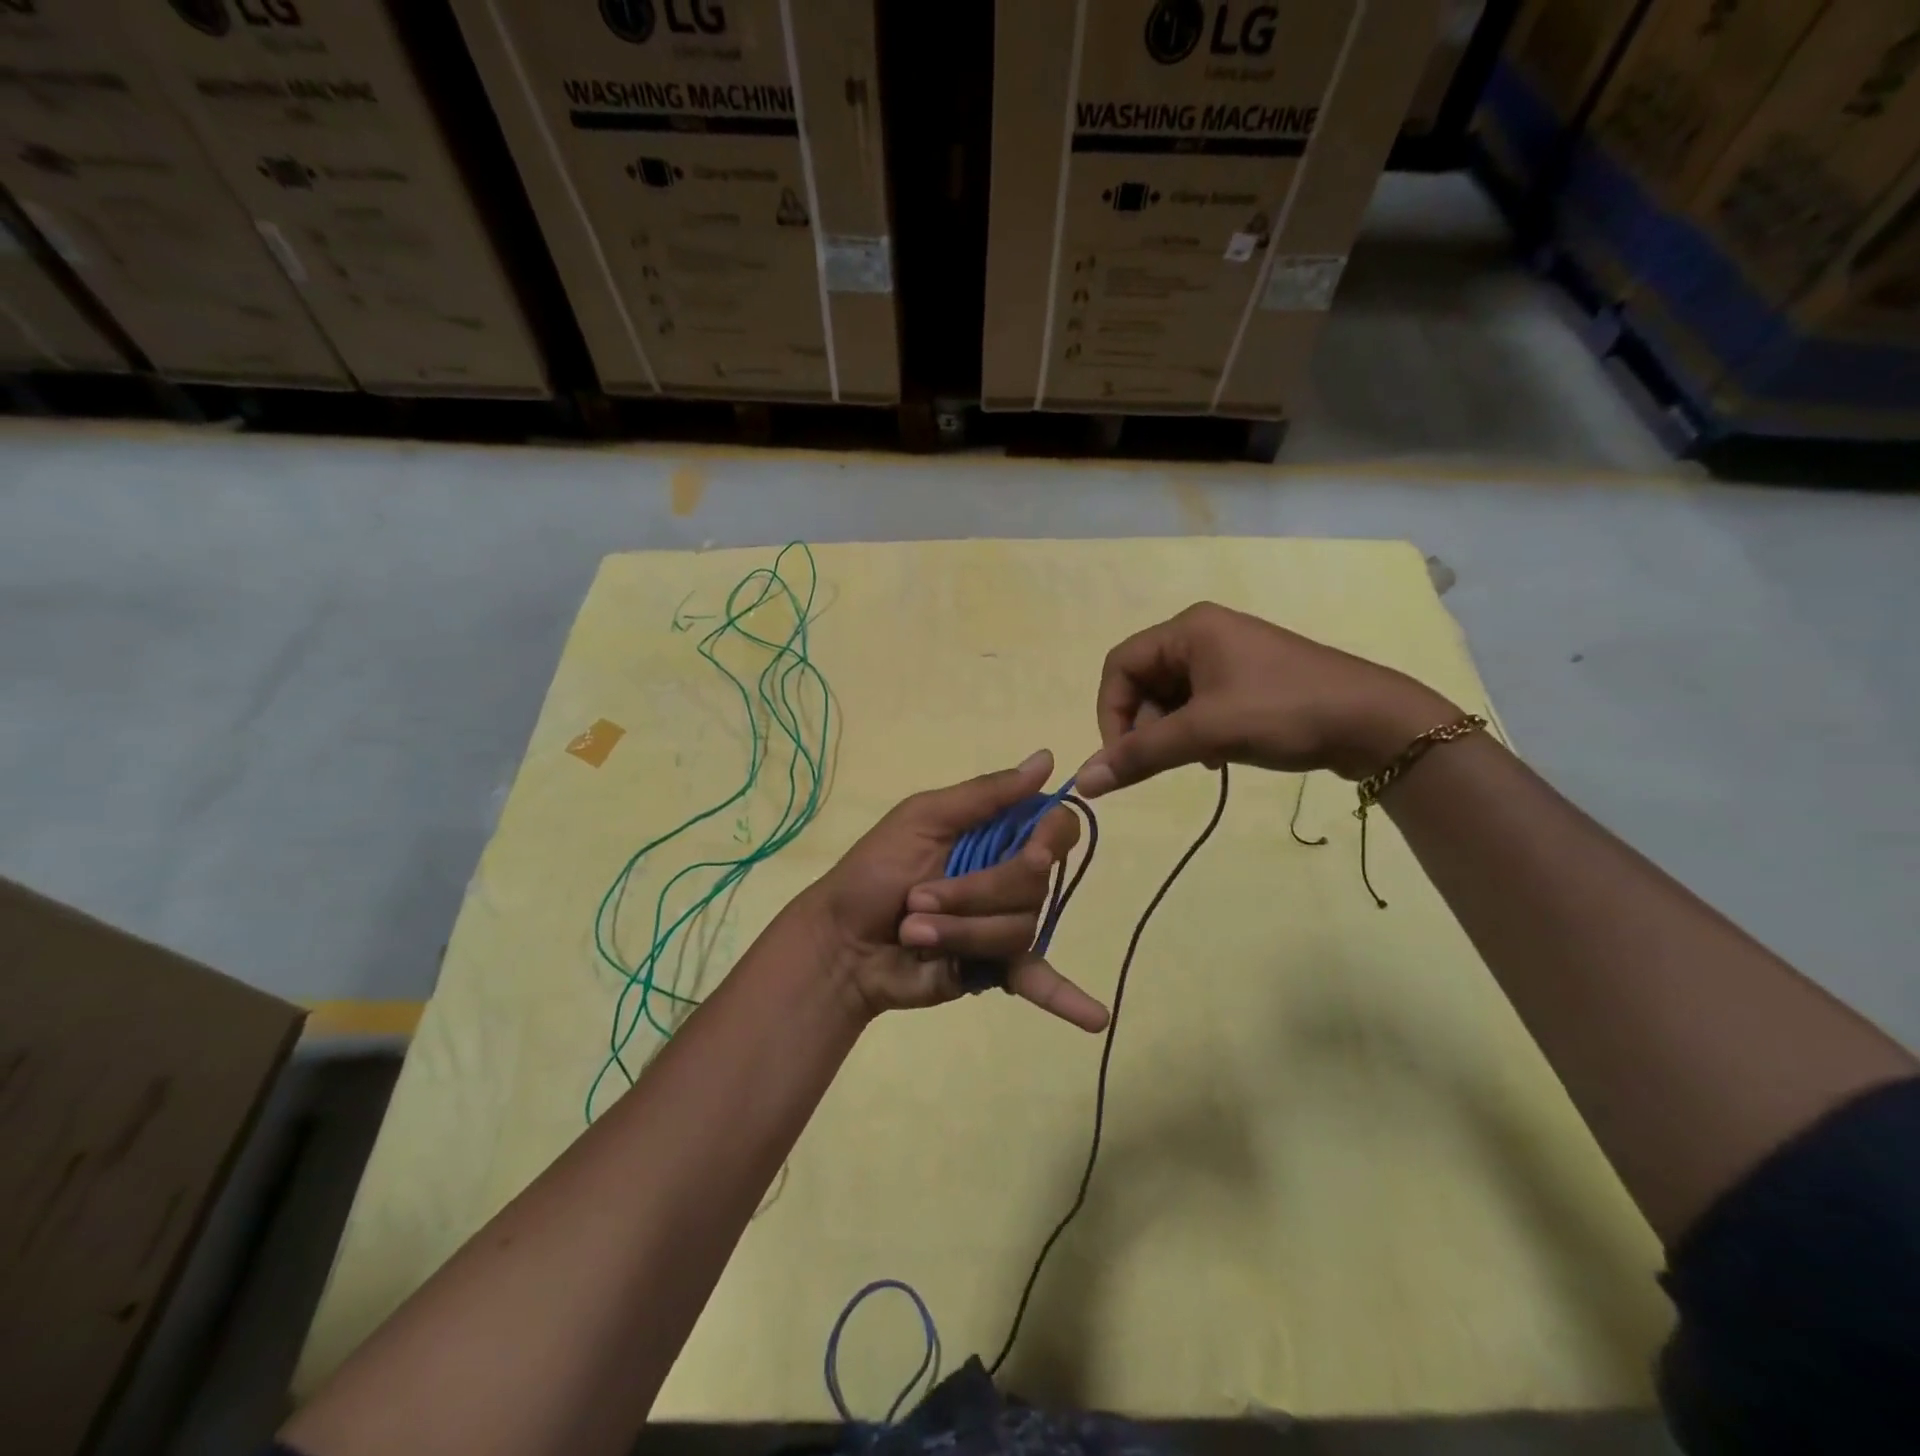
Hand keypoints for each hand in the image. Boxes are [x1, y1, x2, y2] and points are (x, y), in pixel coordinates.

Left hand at [808, 751, 1108, 1031]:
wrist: (841, 943)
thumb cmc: (873, 872)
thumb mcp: (921, 818)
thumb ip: (985, 794)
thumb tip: (1047, 758)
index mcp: (995, 835)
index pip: (1055, 829)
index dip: (1050, 839)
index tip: (1032, 849)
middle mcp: (1010, 877)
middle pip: (1035, 883)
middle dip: (973, 892)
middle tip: (918, 897)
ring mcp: (1004, 924)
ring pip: (1021, 928)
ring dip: (960, 931)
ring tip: (914, 933)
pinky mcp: (996, 969)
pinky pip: (1038, 979)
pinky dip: (1067, 999)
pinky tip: (1097, 1018)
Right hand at [1075, 602, 1457, 796]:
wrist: (1376, 723)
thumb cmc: (1284, 712)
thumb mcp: (1206, 732)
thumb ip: (1140, 755)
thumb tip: (1081, 782)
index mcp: (1188, 628)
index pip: (1119, 666)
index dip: (1110, 712)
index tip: (1122, 758)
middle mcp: (1203, 634)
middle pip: (1143, 682)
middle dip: (1144, 725)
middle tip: (1165, 760)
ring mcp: (1228, 657)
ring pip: (1170, 698)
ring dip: (1170, 733)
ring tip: (1198, 758)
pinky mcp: (1247, 680)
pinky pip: (1198, 705)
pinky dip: (1195, 732)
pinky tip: (1216, 756)